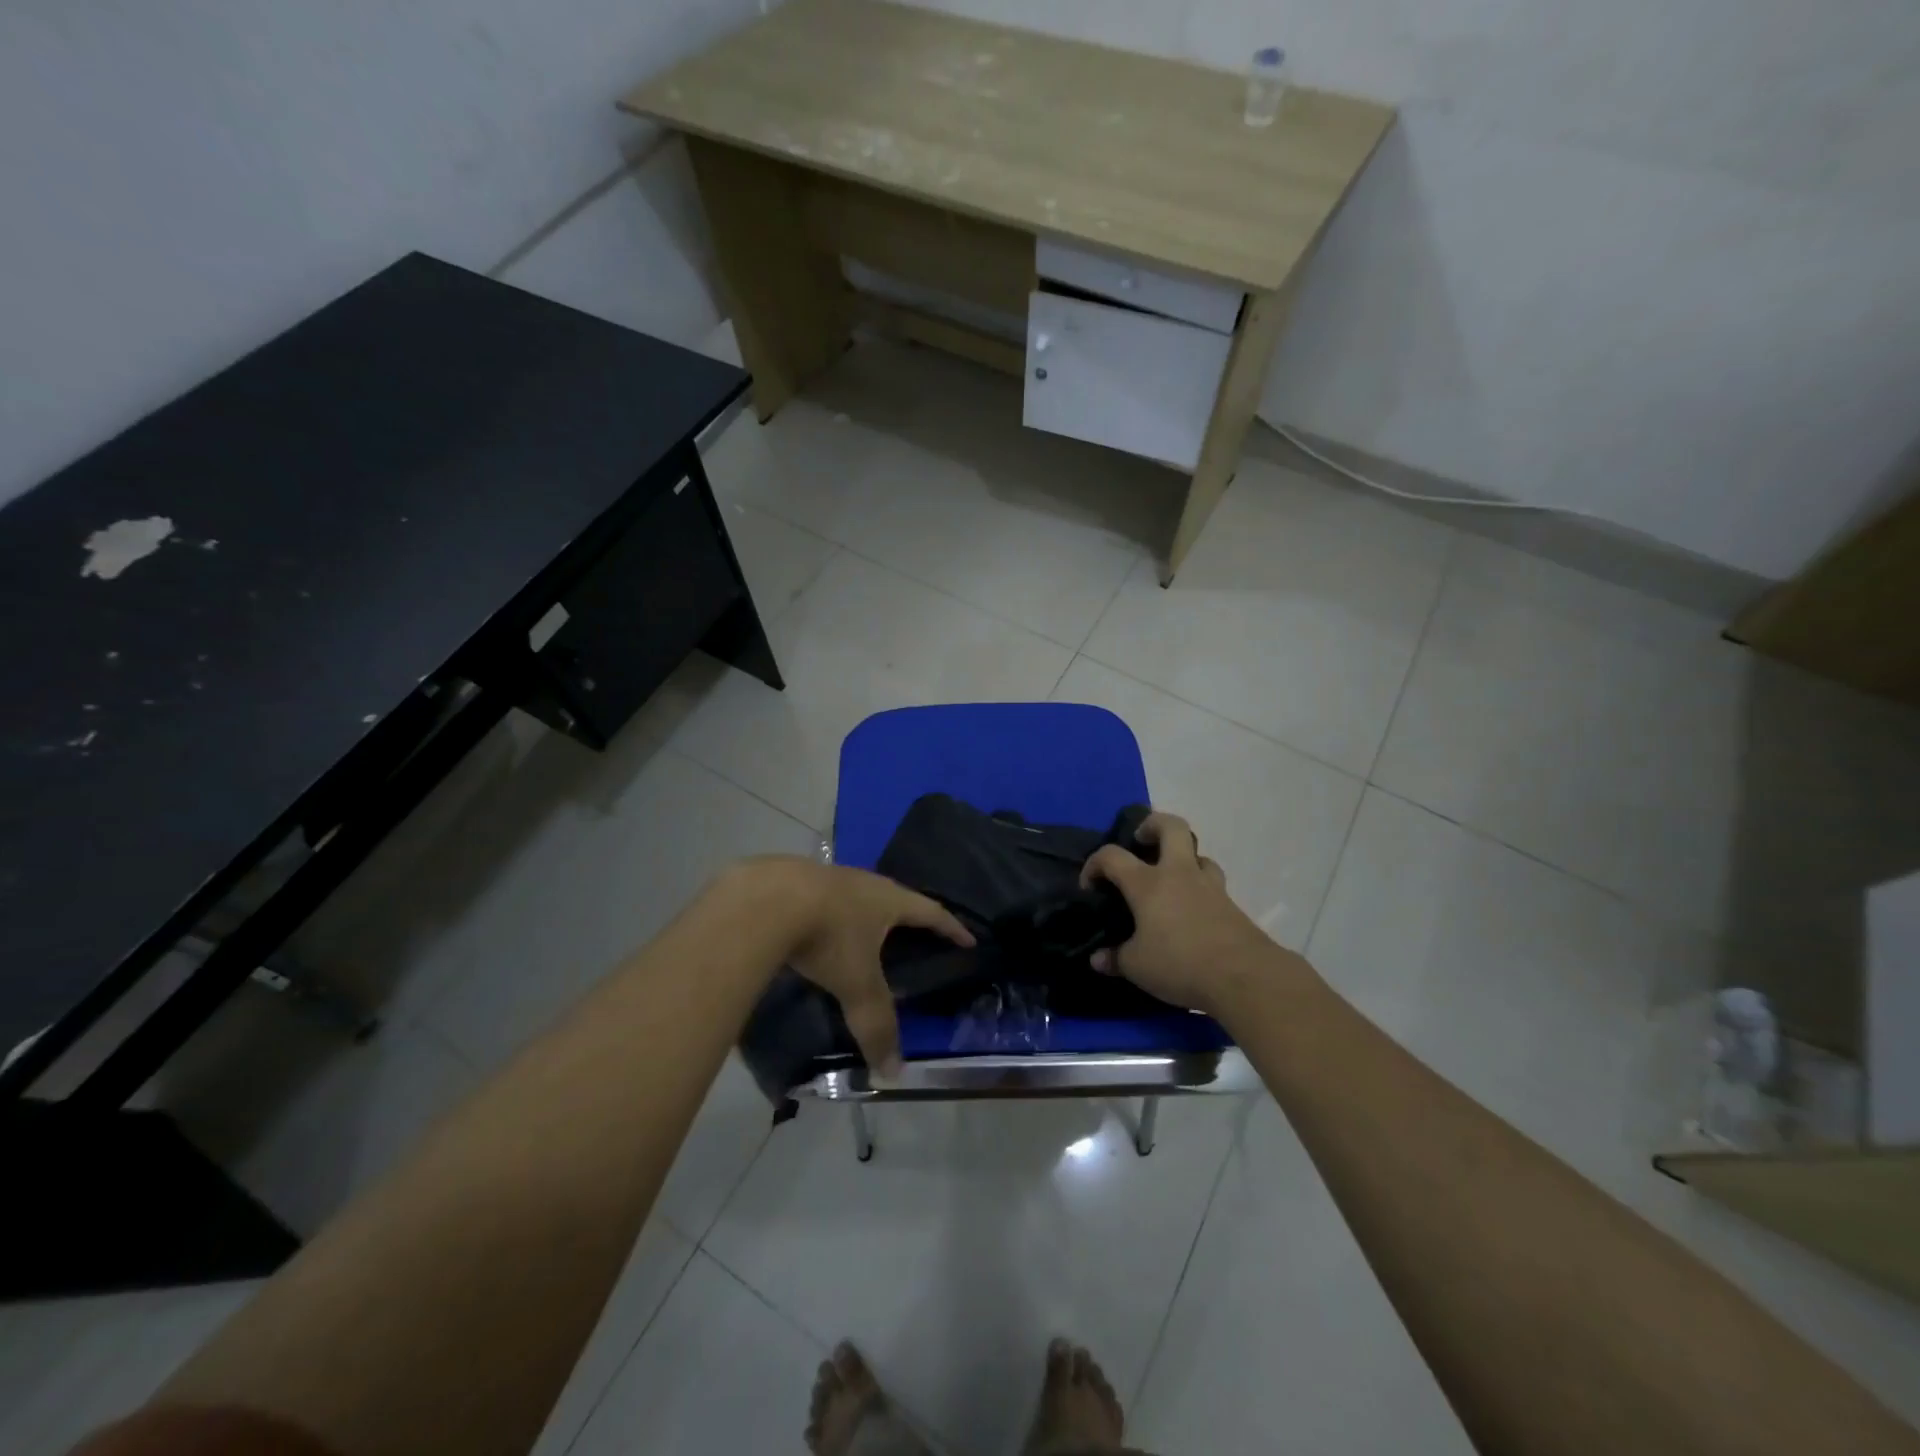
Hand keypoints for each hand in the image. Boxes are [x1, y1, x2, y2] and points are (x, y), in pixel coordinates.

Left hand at [777, 860, 972, 1075]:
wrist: (765, 899)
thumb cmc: (827, 937)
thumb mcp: (857, 984)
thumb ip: (876, 1024)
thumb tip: (893, 1072)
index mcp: (889, 900)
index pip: (932, 912)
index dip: (952, 928)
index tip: (968, 938)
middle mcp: (864, 881)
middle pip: (896, 896)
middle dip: (908, 916)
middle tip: (916, 934)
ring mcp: (829, 874)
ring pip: (857, 893)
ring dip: (866, 911)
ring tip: (866, 930)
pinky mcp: (795, 877)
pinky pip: (824, 896)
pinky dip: (830, 911)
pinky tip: (817, 925)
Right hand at [1079, 812, 1274, 1015]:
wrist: (1244, 976)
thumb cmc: (1180, 964)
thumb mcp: (1137, 967)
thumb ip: (1115, 959)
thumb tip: (1098, 959)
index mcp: (1147, 883)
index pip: (1112, 856)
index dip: (1094, 864)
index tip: (1090, 886)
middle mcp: (1178, 874)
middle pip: (1170, 826)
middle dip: (1152, 825)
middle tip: (1141, 841)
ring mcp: (1209, 886)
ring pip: (1197, 854)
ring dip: (1182, 858)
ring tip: (1171, 879)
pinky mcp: (1231, 904)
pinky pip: (1212, 883)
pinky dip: (1199, 888)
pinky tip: (1192, 911)